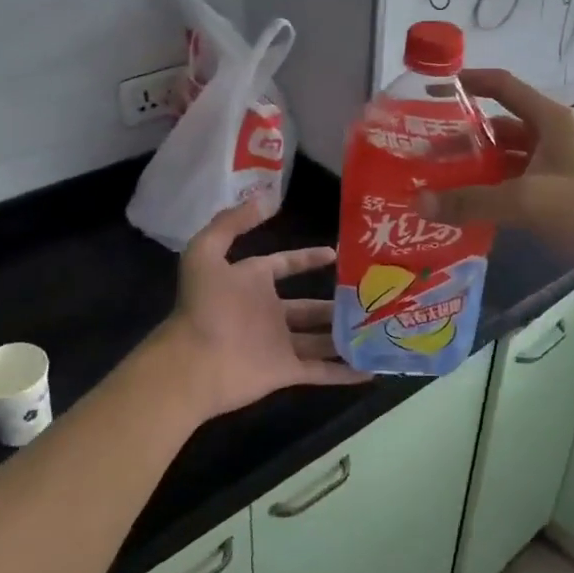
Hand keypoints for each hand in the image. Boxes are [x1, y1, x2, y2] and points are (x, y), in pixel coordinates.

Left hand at [152, 201, 367, 423]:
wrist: (193, 362)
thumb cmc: (203, 306)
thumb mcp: (206, 253)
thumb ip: (231, 223)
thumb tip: (265, 199)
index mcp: (252, 283)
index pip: (284, 265)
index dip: (307, 259)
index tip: (335, 253)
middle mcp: (268, 313)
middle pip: (309, 308)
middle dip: (337, 303)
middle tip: (372, 296)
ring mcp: (279, 344)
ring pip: (321, 339)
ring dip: (346, 336)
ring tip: (381, 329)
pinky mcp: (286, 372)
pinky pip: (322, 371)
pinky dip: (346, 373)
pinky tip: (373, 369)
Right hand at [417, 68, 573, 290]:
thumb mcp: (526, 199)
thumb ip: (472, 200)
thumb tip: (420, 203)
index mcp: (548, 120)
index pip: (503, 87)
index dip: (471, 82)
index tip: (434, 89)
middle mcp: (551, 138)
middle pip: (498, 128)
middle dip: (462, 138)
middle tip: (423, 152)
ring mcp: (555, 168)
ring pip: (505, 161)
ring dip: (475, 170)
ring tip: (436, 182)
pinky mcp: (559, 198)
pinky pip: (515, 188)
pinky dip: (491, 194)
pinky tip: (465, 209)